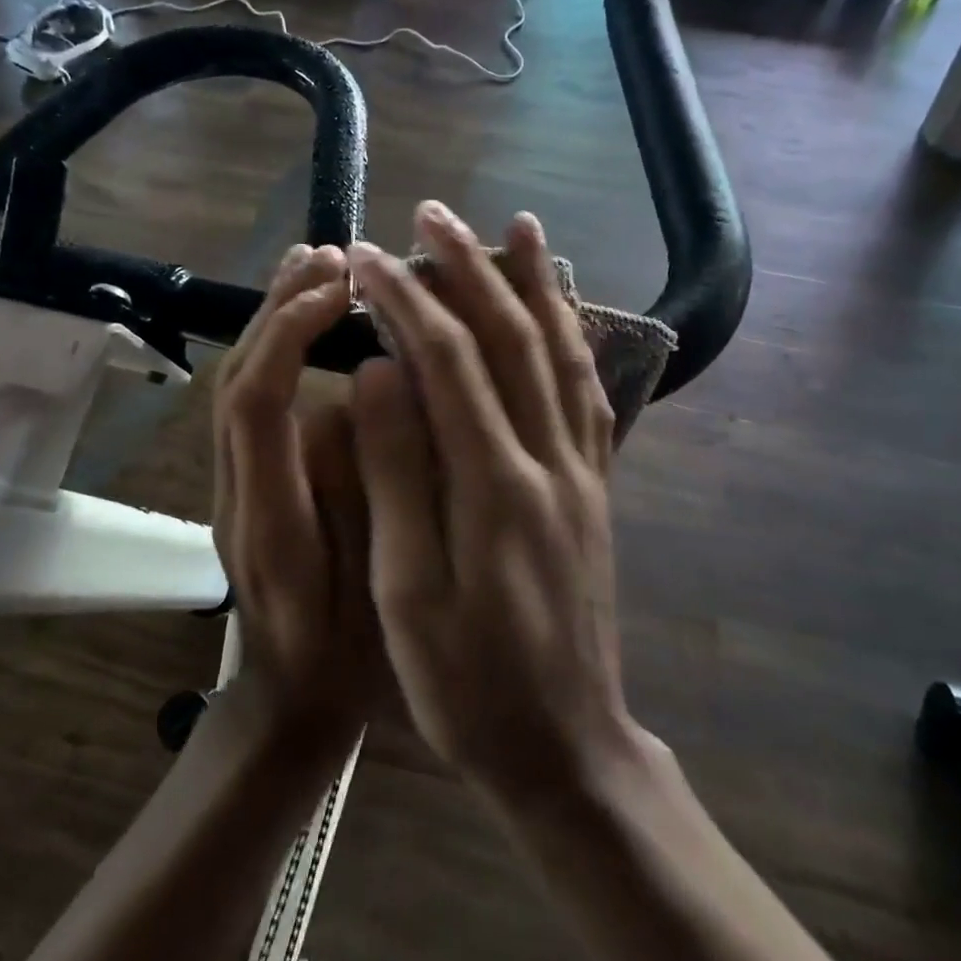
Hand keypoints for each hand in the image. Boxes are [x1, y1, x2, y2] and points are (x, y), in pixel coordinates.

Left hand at [213, 243, 378, 741]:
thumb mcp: (379, 584)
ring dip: (270, 323)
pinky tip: (308, 327)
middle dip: (276, 311)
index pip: (258, 404)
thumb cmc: (350, 657)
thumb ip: (366, 488)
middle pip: (235, 380)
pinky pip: (249, 403)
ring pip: (235, 386)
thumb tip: (359, 394)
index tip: (341, 289)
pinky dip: (273, 352)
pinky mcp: (245, 486)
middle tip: (330, 257)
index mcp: (270, 521)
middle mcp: (237, 493)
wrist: (292, 704)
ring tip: (314, 269)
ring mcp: (233, 489)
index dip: (290, 335)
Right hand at [347, 203, 637, 804]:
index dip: (405, 299)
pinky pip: (589, 393)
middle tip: (431, 213)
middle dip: (468, 267)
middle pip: (510, 337)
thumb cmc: (467, 684)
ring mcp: (583, 471)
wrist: (566, 746)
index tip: (364, 257)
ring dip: (535, 284)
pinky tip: (564, 311)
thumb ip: (397, 474)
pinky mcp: (596, 488)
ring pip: (561, 353)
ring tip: (517, 227)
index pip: (446, 360)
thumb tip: (379, 373)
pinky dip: (575, 337)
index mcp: (495, 485)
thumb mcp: (409, 590)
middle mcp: (550, 460)